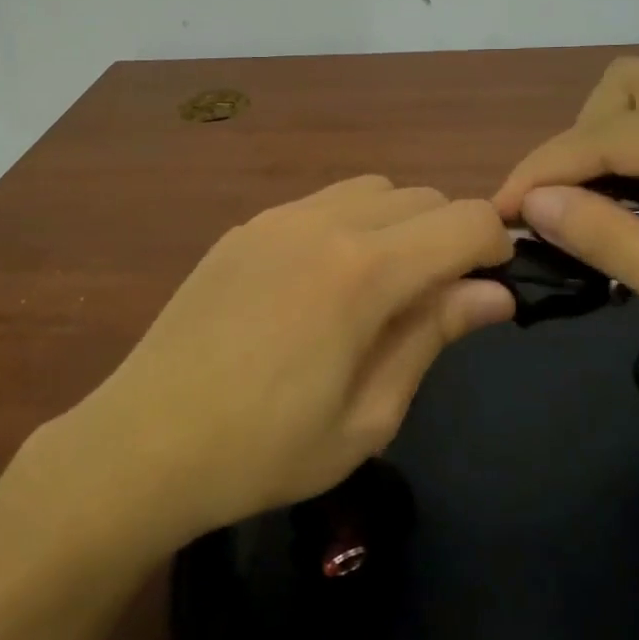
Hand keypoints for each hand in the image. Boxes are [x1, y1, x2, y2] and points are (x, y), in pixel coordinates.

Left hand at [84, 176, 512, 540]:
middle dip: (448, 236)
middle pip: (422, 196)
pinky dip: (348, 224)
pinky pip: (320, 203)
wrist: (144, 441)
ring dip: (398, 224)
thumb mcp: (368, 416)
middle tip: (433, 302)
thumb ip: (432, 337)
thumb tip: (494, 294)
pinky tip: (321, 284)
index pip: (464, 220)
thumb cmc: (264, 450)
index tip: (489, 290)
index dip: (494, 248)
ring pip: (372, 189)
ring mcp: (277, 218)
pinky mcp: (245, 227)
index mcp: (363, 271)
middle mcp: (324, 222)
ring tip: (379, 289)